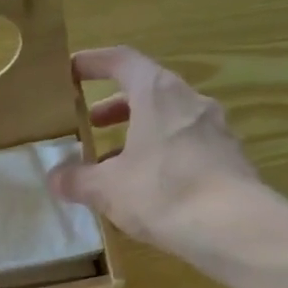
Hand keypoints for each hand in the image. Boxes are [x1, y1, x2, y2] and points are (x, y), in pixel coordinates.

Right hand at [48, 46, 266, 249]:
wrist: (232, 225)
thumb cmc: (162, 192)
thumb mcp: (107, 189)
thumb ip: (77, 180)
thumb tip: (55, 177)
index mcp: (157, 94)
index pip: (122, 61)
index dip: (95, 62)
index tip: (72, 69)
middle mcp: (190, 101)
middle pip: (149, 91)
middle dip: (117, 106)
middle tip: (93, 124)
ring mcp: (216, 128)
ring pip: (170, 120)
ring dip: (141, 133)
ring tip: (118, 162)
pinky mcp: (229, 158)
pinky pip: (189, 146)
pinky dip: (164, 155)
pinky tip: (151, 185)